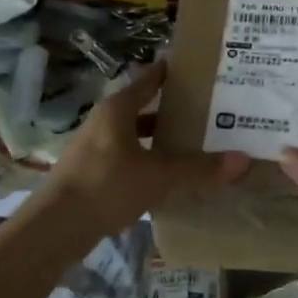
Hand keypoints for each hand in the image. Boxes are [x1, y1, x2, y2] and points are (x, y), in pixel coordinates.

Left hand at [46, 62, 247, 235]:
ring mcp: (94, 147)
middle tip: (208, 111)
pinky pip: (126, 157)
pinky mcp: (90, 173)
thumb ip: (198, 168)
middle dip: (172, 110)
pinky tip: (167, 176)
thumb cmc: (106, 186)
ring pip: (135, 135)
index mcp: (117, 109)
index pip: (149, 79)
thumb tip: (243, 160)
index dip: (171, 73)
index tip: (198, 69)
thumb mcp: (158, 176)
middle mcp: (104, 122)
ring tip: (192, 144)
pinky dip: (147, 160)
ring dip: (159, 139)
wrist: (55, 228)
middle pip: (143, 108)